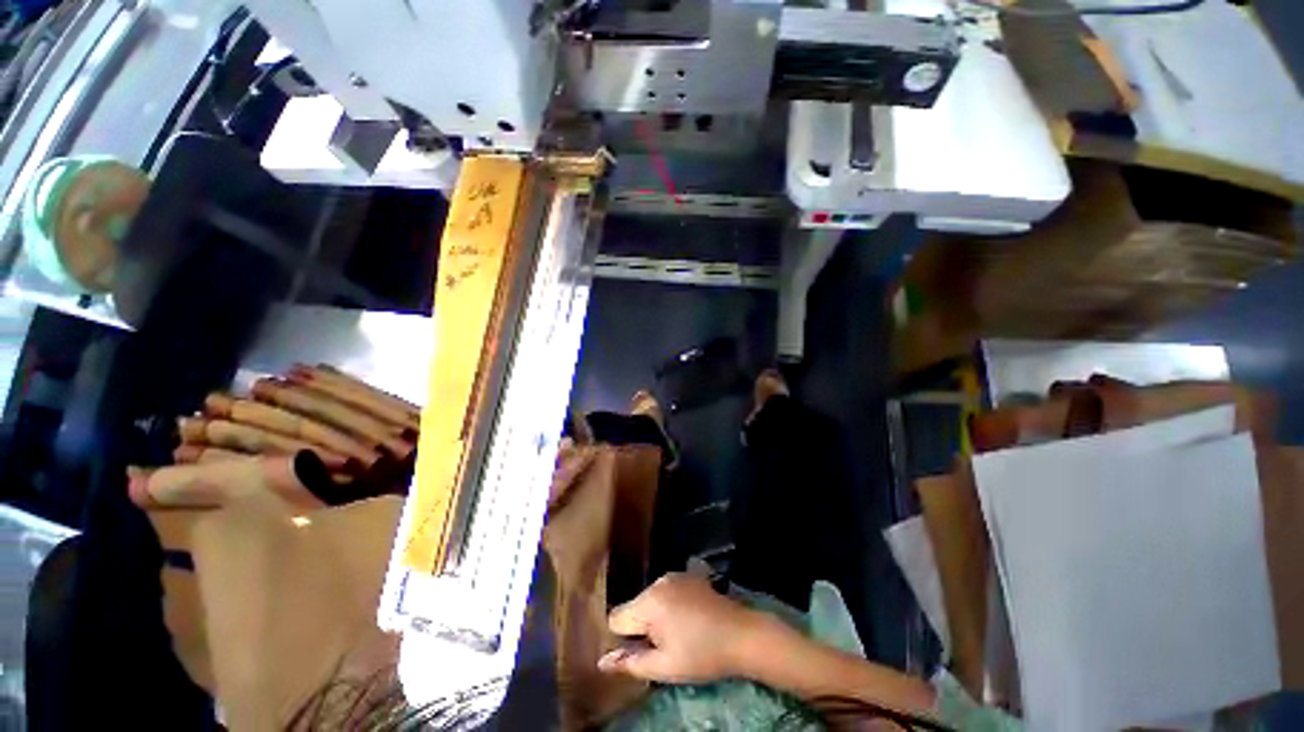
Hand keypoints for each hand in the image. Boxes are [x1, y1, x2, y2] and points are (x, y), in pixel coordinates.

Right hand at [597, 572, 774, 683]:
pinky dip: (670, 604)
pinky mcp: (689, 575)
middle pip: (634, 607)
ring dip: (656, 616)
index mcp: (649, 602)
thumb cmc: (701, 655)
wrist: (741, 634)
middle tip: (665, 646)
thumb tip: (602, 662)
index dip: (623, 639)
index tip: (642, 652)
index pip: (616, 618)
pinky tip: (689, 617)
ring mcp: (675, 575)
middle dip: (641, 627)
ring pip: (651, 598)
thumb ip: (630, 663)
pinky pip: (667, 590)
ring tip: (680, 633)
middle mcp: (658, 581)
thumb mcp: (664, 667)